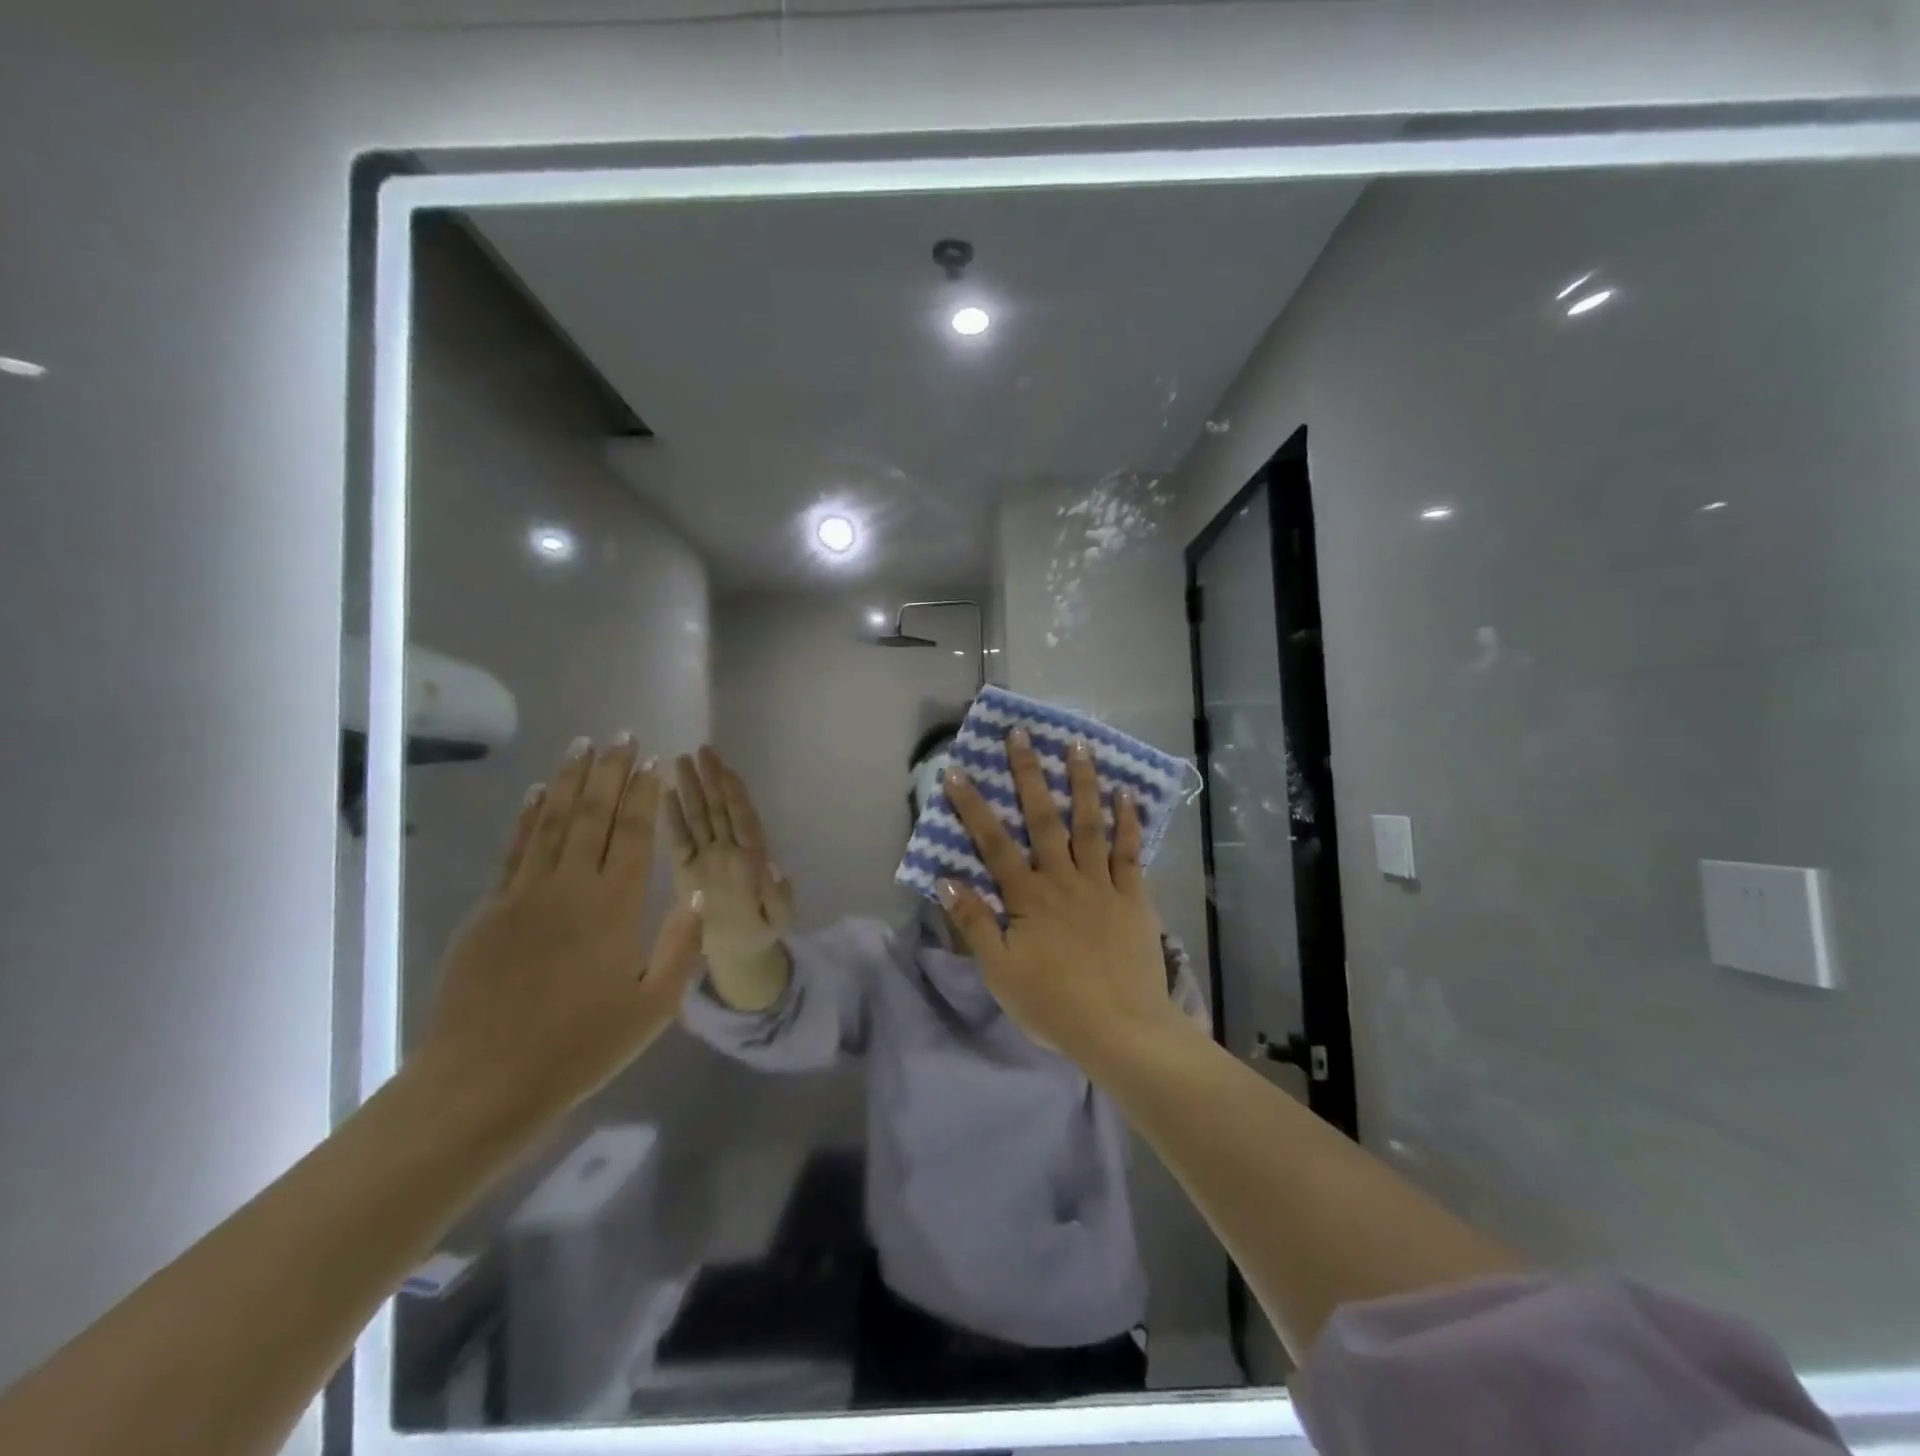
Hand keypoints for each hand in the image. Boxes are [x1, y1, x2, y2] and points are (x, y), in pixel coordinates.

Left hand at [416, 736, 703, 1127]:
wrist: (483, 1082)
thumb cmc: (580, 1047)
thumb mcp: (653, 1007)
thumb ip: (680, 947)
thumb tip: (699, 894)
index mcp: (615, 908)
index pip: (634, 835)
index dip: (644, 796)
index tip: (652, 763)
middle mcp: (571, 887)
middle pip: (593, 816)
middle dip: (611, 772)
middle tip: (622, 735)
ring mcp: (524, 894)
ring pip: (552, 822)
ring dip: (571, 780)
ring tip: (583, 745)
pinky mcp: (490, 909)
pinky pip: (515, 849)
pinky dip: (528, 816)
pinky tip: (538, 793)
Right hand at [663, 746, 792, 968]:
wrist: (737, 954)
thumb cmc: (759, 933)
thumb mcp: (777, 919)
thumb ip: (777, 896)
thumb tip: (775, 866)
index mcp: (751, 860)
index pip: (742, 819)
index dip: (736, 794)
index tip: (727, 769)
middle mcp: (727, 851)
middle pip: (720, 809)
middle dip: (712, 779)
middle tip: (703, 750)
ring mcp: (706, 858)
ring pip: (699, 817)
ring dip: (693, 789)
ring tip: (683, 761)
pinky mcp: (685, 869)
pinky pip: (678, 839)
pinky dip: (673, 818)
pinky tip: (667, 794)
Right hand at [938, 728, 1186, 1063]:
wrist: (1121, 1030)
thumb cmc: (1053, 1004)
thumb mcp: (1000, 972)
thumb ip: (974, 923)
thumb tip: (946, 878)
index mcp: (1028, 897)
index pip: (993, 843)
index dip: (972, 806)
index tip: (956, 770)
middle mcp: (1063, 879)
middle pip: (1043, 819)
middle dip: (1029, 774)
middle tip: (1021, 734)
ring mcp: (1101, 884)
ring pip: (1090, 824)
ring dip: (1083, 783)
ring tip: (1079, 745)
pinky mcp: (1133, 896)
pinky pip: (1130, 852)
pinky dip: (1128, 822)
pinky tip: (1126, 793)